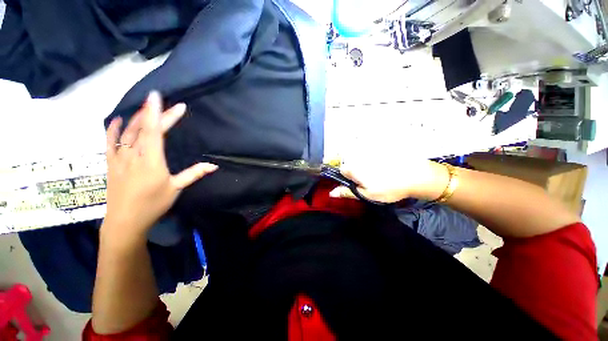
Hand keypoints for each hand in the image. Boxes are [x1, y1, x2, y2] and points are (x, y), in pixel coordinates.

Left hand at [103, 92, 217, 240]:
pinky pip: (109, 142)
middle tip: (165, 102)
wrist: (125, 220)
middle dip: (155, 113)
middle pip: (144, 128)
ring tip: (147, 107)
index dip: (159, 114)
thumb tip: (214, 165)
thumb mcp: (176, 188)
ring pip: (127, 132)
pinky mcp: (111, 163)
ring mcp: (119, 158)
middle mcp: (133, 155)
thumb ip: (194, 174)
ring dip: (138, 117)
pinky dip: (113, 129)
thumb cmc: (153, 204)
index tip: (160, 97)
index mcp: (151, 161)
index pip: (155, 132)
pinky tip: (118, 119)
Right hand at [329, 159, 449, 202]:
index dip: (347, 178)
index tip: (357, 183)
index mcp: (354, 168)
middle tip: (370, 180)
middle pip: (352, 163)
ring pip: (362, 158)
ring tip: (381, 174)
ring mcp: (371, 151)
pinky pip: (373, 153)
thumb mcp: (366, 195)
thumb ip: (347, 192)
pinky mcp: (382, 148)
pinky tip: (387, 166)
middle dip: (357, 171)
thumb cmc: (389, 189)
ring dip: (367, 165)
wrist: (417, 176)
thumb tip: (331, 193)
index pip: (341, 170)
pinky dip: (376, 159)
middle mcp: (359, 156)